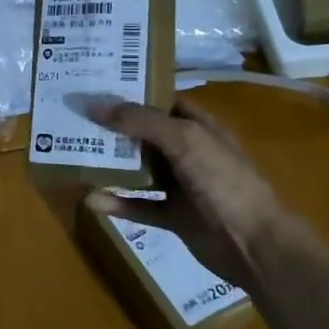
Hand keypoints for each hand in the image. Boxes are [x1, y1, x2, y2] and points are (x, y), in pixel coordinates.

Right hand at [82, 97, 297, 287]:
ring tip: (75, 152)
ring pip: (138, 169)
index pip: (160, 100)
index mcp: (198, 126)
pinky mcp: (173, 216)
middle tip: (74, 116)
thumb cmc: (223, 181)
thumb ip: (140, 121)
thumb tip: (93, 104)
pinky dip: (117, 202)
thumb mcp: (183, 140)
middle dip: (112, 126)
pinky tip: (91, 199)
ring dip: (111, 163)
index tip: (95, 84)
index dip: (131, 91)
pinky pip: (138, 205)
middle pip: (144, 133)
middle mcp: (188, 151)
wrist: (254, 244)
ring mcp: (180, 185)